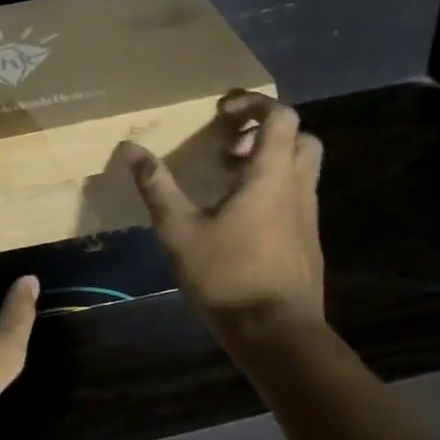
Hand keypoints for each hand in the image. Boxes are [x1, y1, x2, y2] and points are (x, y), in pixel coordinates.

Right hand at [125, 92, 325, 335]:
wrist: (278, 335)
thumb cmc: (228, 276)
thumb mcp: (180, 231)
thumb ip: (157, 187)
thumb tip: (131, 149)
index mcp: (271, 176)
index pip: (281, 117)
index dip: (254, 103)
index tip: (222, 111)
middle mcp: (298, 188)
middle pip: (301, 138)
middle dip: (267, 131)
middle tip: (230, 146)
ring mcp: (308, 216)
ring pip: (301, 169)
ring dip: (270, 161)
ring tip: (227, 180)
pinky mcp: (307, 241)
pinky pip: (297, 197)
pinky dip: (274, 189)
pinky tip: (239, 218)